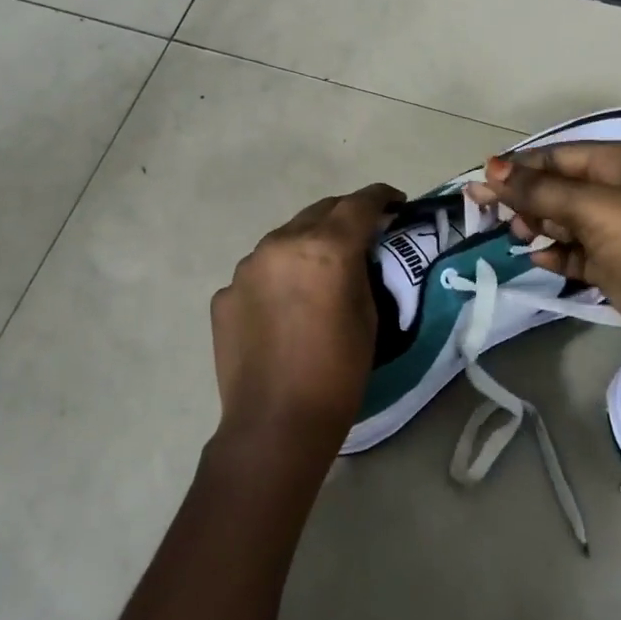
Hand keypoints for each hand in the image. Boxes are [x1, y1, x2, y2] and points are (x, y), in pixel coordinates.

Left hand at [210, 183, 403, 456]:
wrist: (275, 423)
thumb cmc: (337, 372)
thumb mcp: (368, 315)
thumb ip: (361, 270)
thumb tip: (355, 253)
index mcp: (324, 248)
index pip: (359, 204)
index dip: (381, 196)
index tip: (395, 201)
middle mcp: (280, 244)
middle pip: (319, 211)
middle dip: (344, 215)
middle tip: (362, 231)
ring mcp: (246, 268)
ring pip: (284, 238)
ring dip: (307, 243)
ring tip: (320, 268)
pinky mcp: (225, 293)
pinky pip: (259, 272)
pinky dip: (278, 276)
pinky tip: (285, 305)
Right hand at [467, 143, 620, 364]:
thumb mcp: (593, 208)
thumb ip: (540, 191)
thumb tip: (492, 170)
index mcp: (616, 163)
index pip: (554, 157)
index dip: (516, 169)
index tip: (479, 184)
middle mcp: (614, 191)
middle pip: (555, 188)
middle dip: (523, 198)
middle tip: (488, 213)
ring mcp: (615, 230)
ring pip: (562, 220)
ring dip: (538, 226)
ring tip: (520, 236)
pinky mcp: (614, 265)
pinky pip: (574, 253)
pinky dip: (556, 254)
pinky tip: (540, 260)